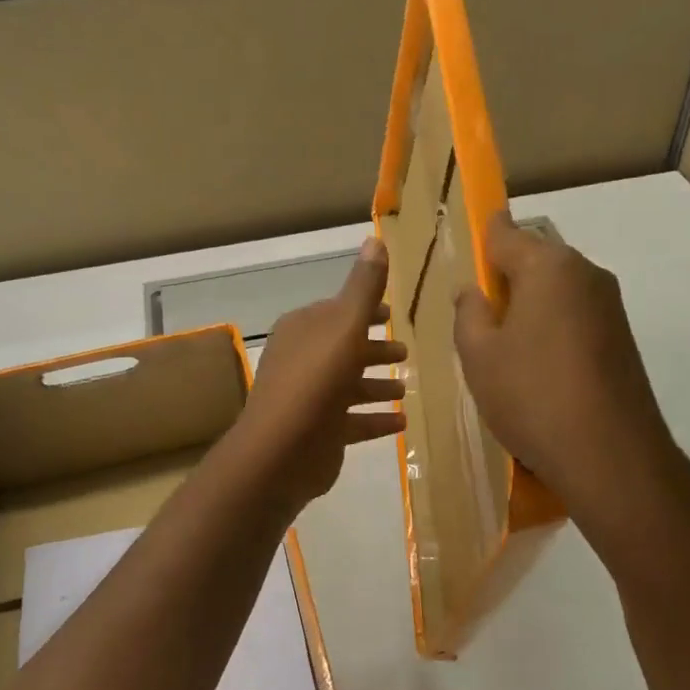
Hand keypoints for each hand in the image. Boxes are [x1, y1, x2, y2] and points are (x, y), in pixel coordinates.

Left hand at [231, 236, 408, 511]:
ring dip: (377, 385)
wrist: (282, 451)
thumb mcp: (344, 326)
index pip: (337, 311)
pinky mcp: (319, 433)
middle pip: (344, 348)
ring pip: (349, 385)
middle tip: (407, 353)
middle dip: (374, 349)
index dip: (366, 310)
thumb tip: (374, 238)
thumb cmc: (315, 380)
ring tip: (407, 388)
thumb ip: (363, 287)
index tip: (392, 313)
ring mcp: (309, 398)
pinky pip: (353, 421)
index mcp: (303, 329)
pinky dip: (375, 419)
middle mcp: (302, 359)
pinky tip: (401, 421)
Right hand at [454, 212, 682, 515]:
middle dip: (505, 279)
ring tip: (505, 351)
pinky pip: (575, 316)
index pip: (505, 232)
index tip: (465, 249)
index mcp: (546, 266)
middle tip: (478, 318)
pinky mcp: (622, 338)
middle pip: (534, 259)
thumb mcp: (478, 355)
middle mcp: (584, 273)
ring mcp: (610, 306)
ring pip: (556, 290)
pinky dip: (552, 329)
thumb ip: (469, 313)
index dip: (482, 235)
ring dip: (529, 307)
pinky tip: (538, 370)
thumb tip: (474, 292)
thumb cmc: (531, 395)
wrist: (611, 456)